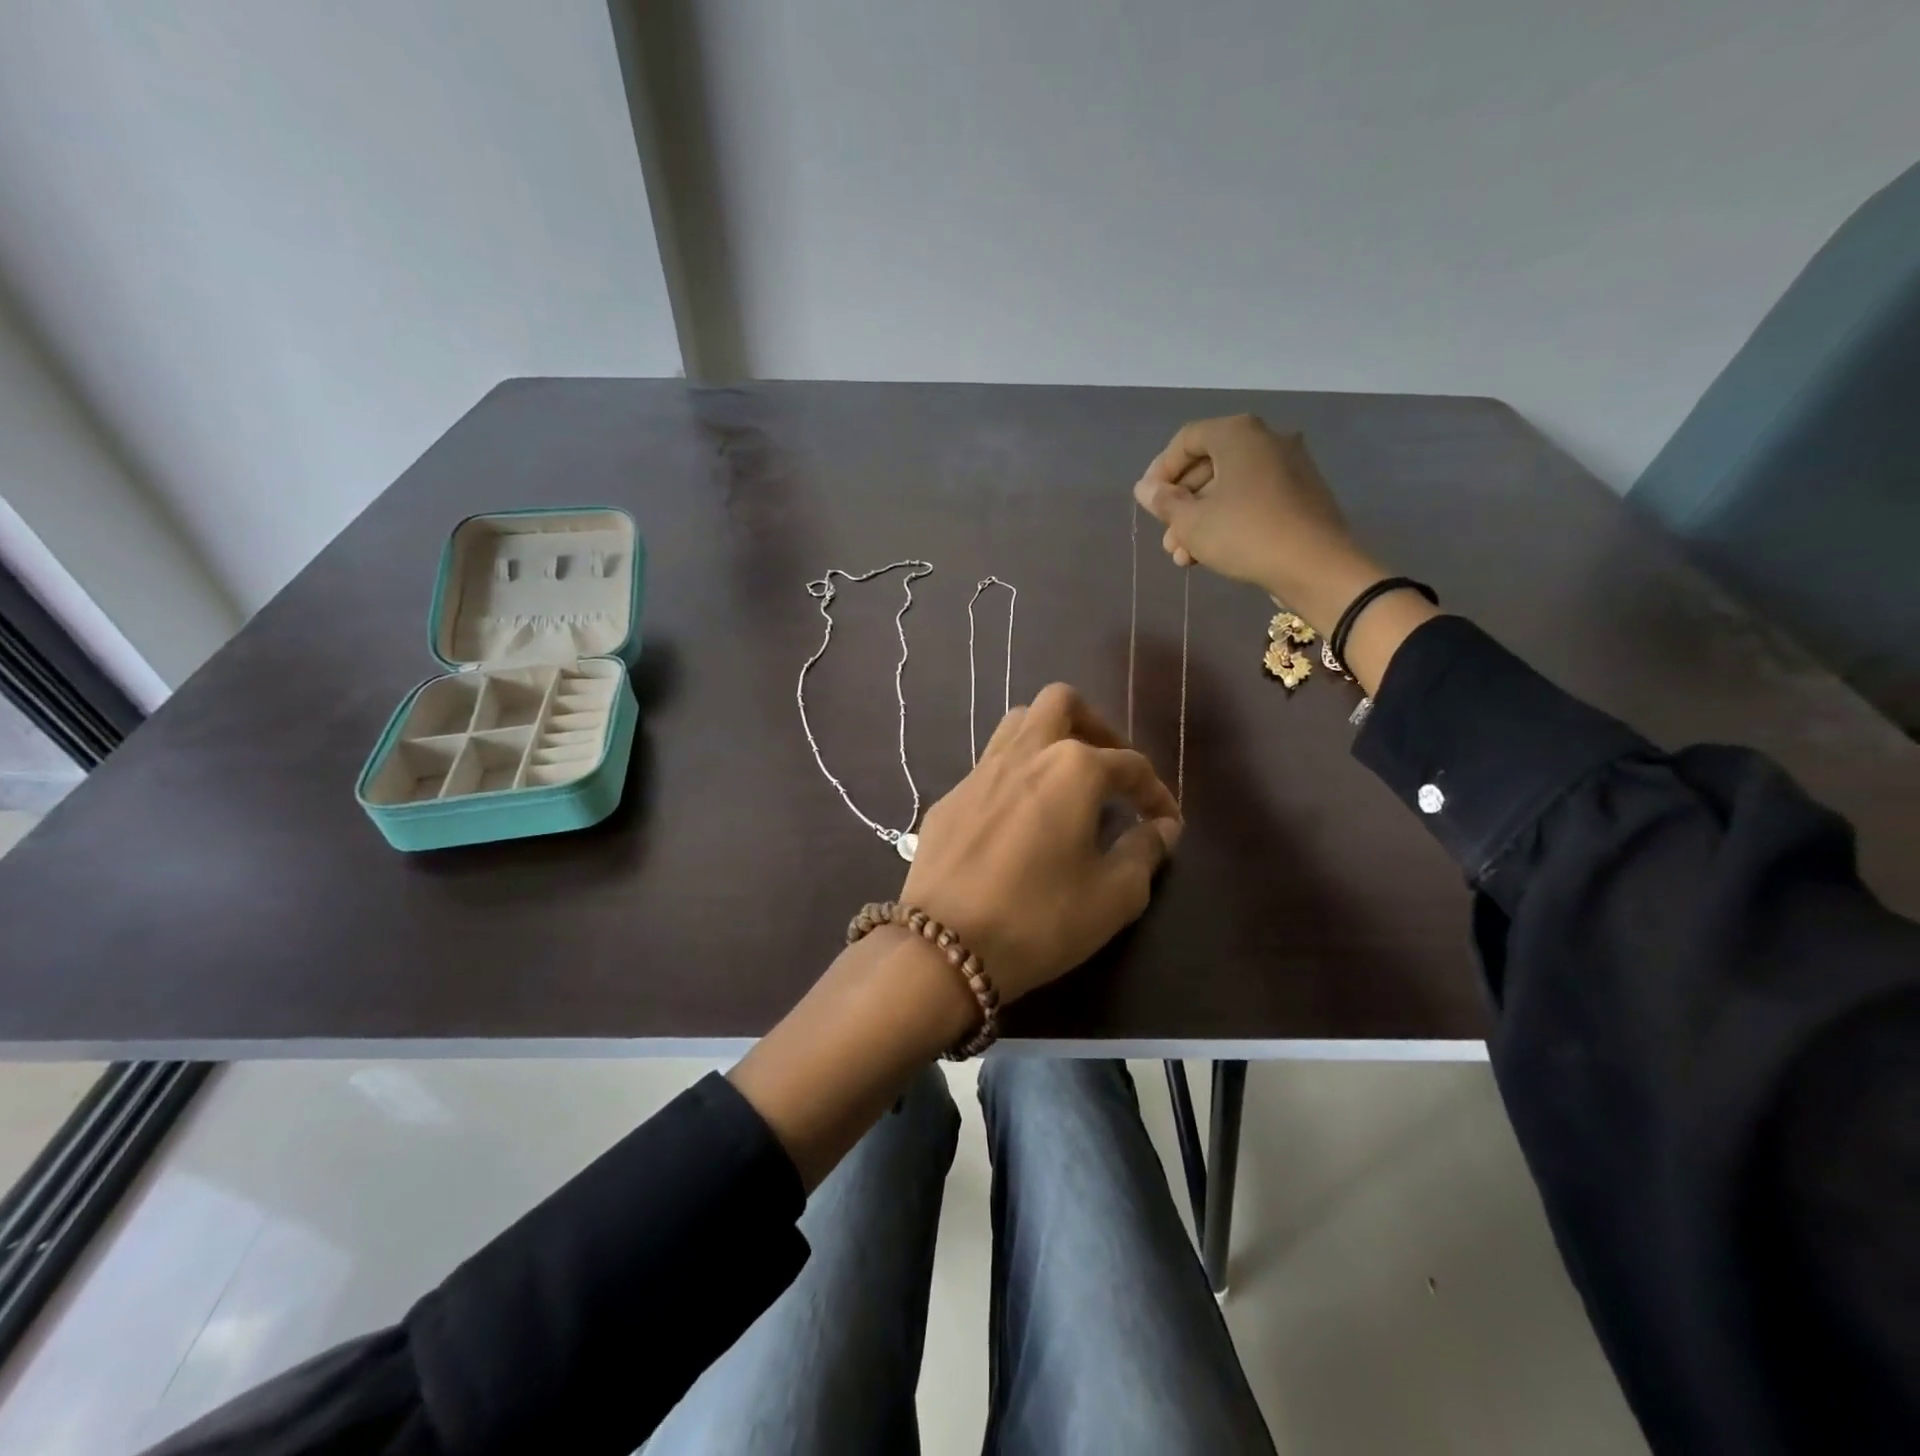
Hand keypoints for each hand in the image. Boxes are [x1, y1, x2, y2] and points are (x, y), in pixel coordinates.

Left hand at [901, 684, 1180, 1002]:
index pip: (1130, 764)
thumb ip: (1144, 852)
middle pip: (1062, 703)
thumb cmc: (1041, 919)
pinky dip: (1014, 775)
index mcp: (1073, 769)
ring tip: (1065, 781)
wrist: (944, 946)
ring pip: (1018, 724)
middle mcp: (1025, 753)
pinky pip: (988, 766)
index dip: (1156, 792)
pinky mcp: (948, 798)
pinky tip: (1019, 816)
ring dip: (1048, 738)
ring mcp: (979, 772)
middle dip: (1095, 725)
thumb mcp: (1113, 896)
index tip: (1166, 821)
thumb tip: (1161, 828)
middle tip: (1109, 768)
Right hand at [1133, 415, 1380, 634]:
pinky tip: (1210, 554)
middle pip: (1208, 466)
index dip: (1160, 470)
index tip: (1148, 502)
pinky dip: (1227, 521)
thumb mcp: (1191, 521)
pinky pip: (1252, 500)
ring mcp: (1288, 467)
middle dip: (1180, 504)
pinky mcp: (1300, 496)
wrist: (1315, 566)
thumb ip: (1163, 502)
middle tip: (1165, 537)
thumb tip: (1144, 488)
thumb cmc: (1244, 534)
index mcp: (1238, 434)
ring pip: (1229, 488)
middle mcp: (1266, 440)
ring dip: (1199, 520)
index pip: (1187, 440)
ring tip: (1182, 556)